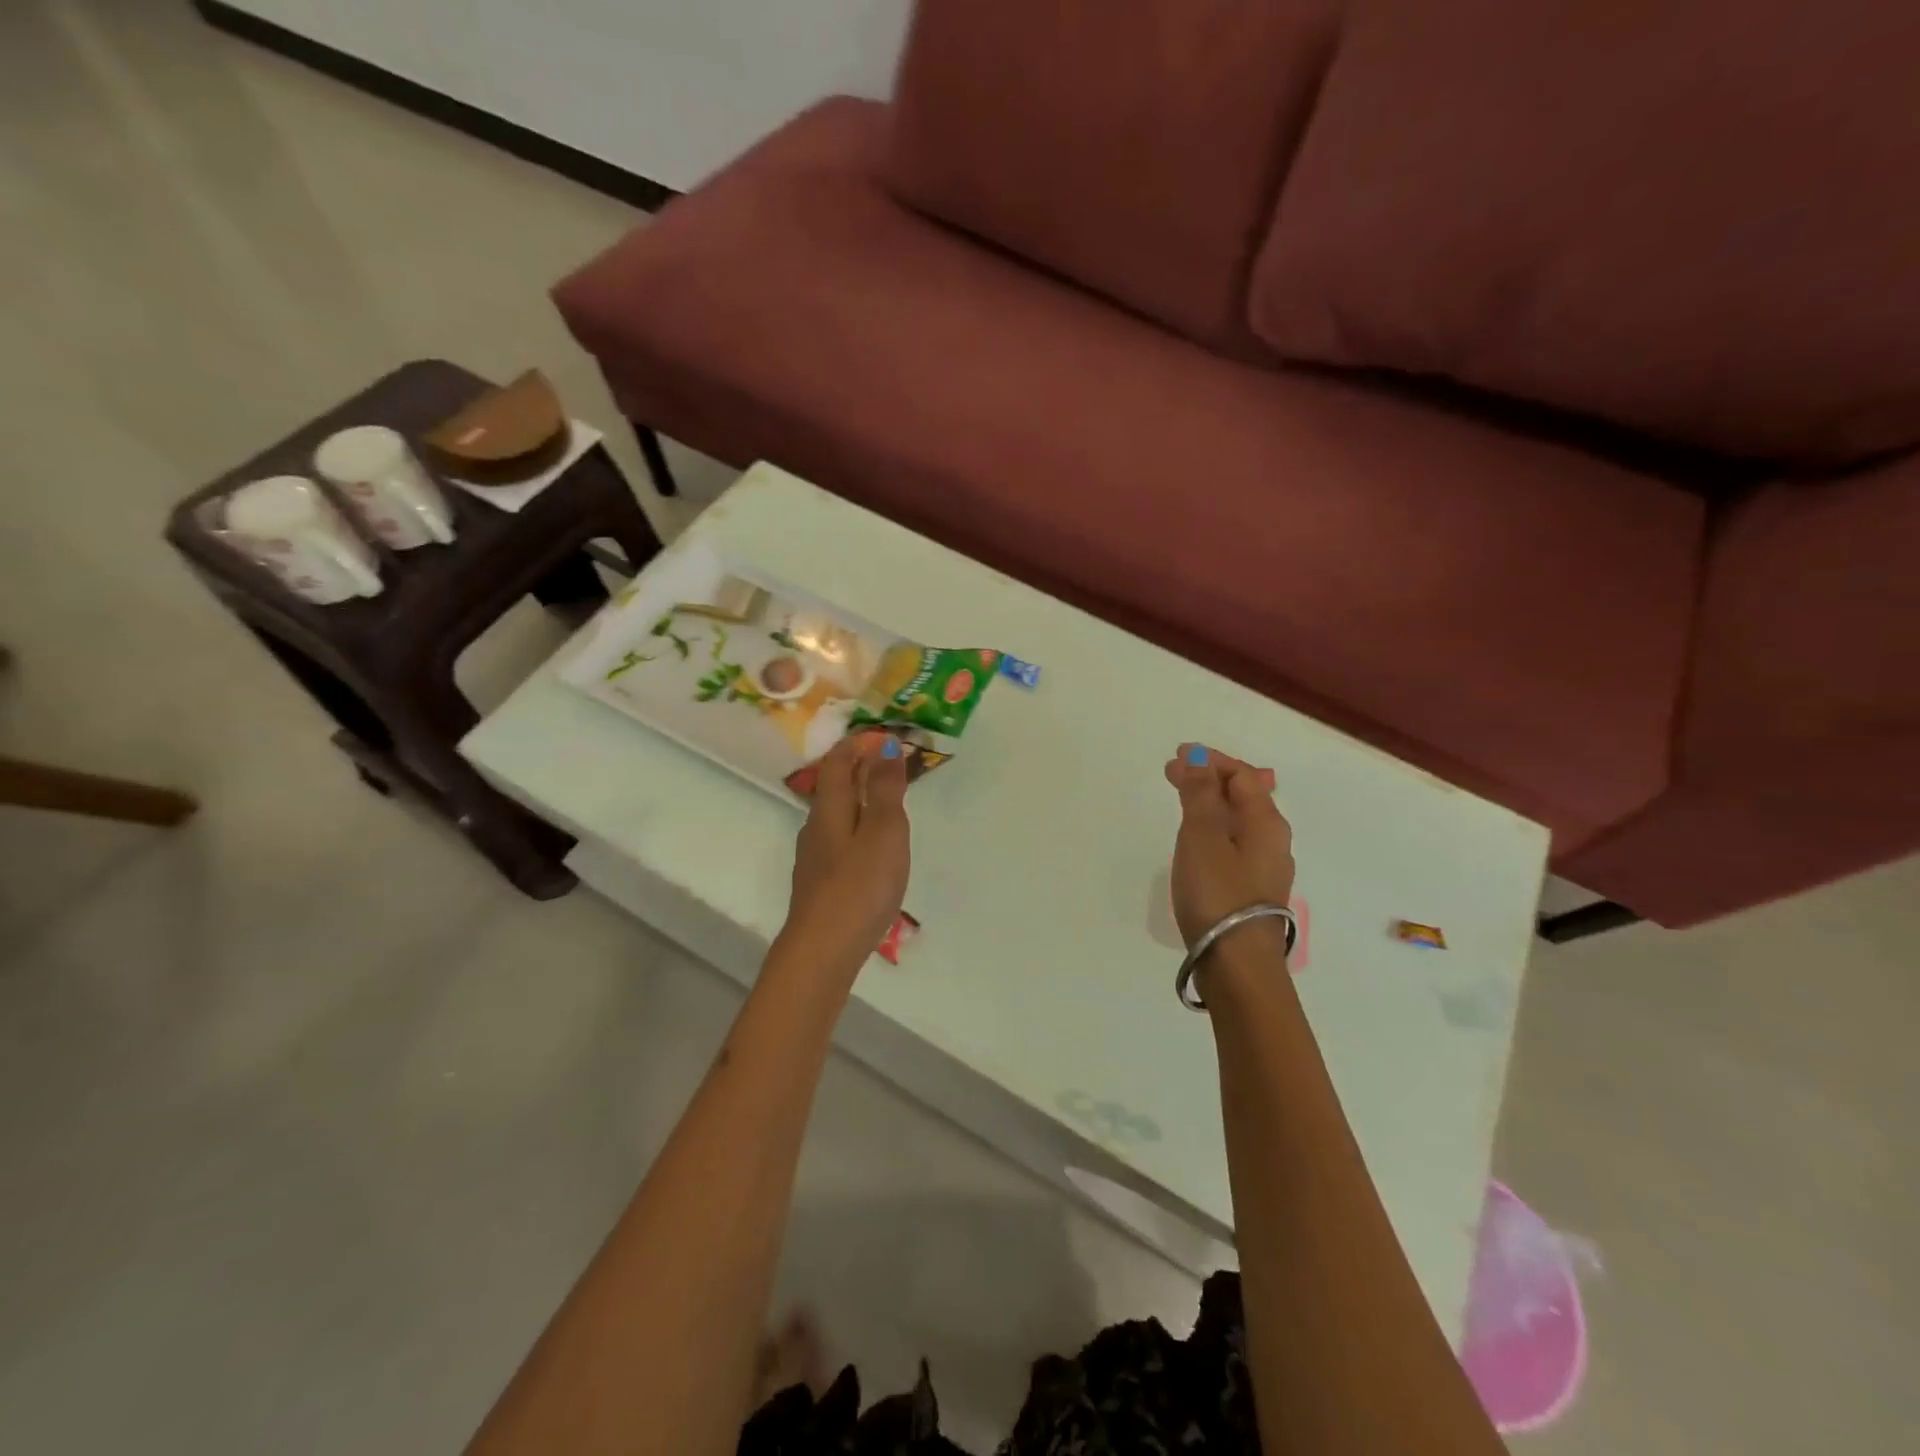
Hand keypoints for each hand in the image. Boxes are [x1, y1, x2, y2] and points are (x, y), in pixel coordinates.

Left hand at [781, 733, 911, 979]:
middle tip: (891, 765)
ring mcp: (815, 858)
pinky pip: (840, 840)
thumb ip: (885, 790)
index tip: (882, 736)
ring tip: (887, 803)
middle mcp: (816, 827)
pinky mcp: (820, 884)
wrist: (823, 950)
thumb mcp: (883, 831)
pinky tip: (872, 848)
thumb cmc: (859, 886)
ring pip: (836, 816)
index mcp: (830, 809)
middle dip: (858, 770)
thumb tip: (885, 746)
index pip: (837, 763)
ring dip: (859, 800)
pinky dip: (858, 828)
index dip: (857, 745)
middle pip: (834, 788)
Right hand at [1164, 743, 1295, 950]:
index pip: (1242, 775)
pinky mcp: (1252, 891)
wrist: (1236, 964)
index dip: (1210, 760)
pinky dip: (1213, 828)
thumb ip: (1200, 795)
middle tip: (1173, 772)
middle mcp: (1273, 841)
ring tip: (1182, 799)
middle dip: (1209, 779)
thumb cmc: (1218, 893)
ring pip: (1239, 821)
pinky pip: (1234, 843)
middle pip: (1244, 796)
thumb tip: (1198, 761)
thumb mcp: (1202, 836)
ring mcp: (1265, 868)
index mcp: (1266, 822)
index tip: (1177, 754)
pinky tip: (1197, 840)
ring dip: (1211, 803)